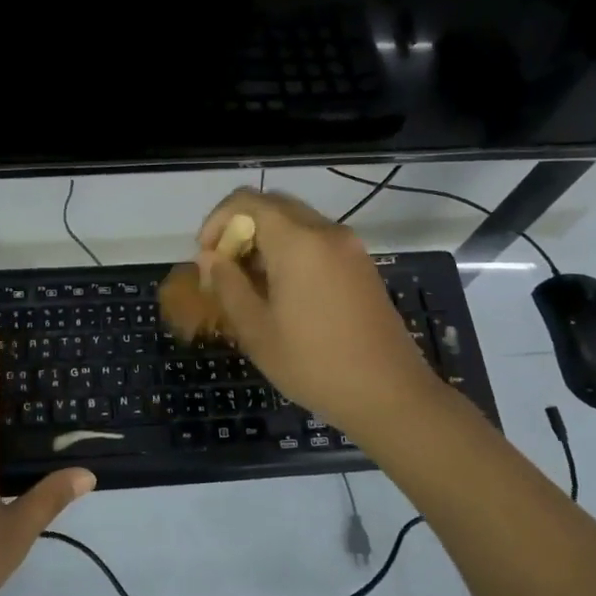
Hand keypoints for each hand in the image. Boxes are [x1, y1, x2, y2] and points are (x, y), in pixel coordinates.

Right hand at [196, 189, 441, 437]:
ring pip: (295, 222)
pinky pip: (316, 240)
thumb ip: (227, 284)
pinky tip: (281, 292)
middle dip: (240, 229)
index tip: (206, 257)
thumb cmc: (313, 364)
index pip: (246, 201)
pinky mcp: (361, 265)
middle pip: (272, 205)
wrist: (389, 394)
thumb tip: (209, 257)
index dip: (217, 221)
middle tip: (224, 269)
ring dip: (265, 241)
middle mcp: (326, 232)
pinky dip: (290, 251)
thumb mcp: (256, 329)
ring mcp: (349, 247)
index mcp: (298, 242)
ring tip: (248, 285)